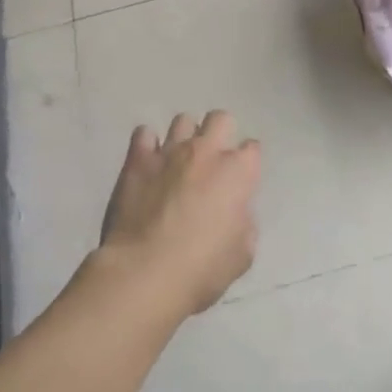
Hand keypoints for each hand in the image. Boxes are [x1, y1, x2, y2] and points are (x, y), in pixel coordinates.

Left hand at [100, 111, 260, 317]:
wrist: (145, 272)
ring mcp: (170, 151)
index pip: (252, 149)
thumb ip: (245, 225)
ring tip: (178, 159)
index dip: (248, 162)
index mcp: (238, 172)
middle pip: (220, 119)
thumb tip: (236, 213)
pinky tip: (148, 162)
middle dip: (220, 133)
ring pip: (183, 120)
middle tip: (212, 160)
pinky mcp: (138, 159)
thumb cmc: (201, 269)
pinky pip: (144, 133)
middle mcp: (206, 151)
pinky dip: (148, 144)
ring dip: (185, 136)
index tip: (241, 179)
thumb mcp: (242, 255)